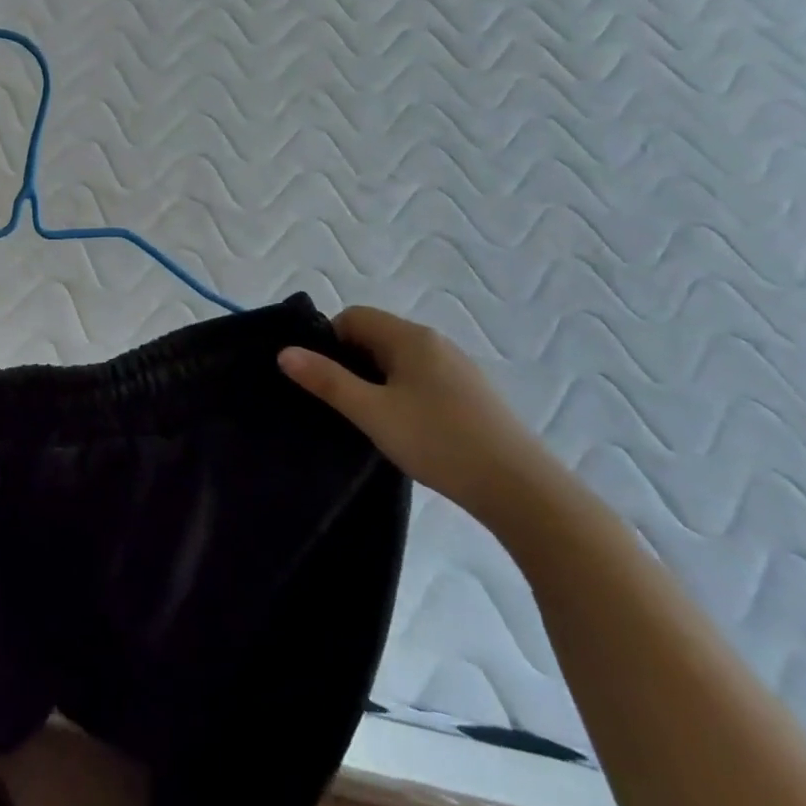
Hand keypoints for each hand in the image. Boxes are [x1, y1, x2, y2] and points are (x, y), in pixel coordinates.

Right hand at [279, 307, 560, 522]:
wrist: (520, 488)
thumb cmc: (438, 441)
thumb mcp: (371, 412)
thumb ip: (326, 380)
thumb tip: (285, 352)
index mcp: (410, 337)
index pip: (353, 317)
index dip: (329, 342)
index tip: (323, 381)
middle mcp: (435, 342)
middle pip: (376, 336)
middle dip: (351, 363)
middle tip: (342, 403)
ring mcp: (457, 367)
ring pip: (399, 360)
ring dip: (377, 381)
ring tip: (371, 420)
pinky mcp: (471, 393)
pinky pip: (421, 378)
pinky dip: (403, 393)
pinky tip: (408, 430)